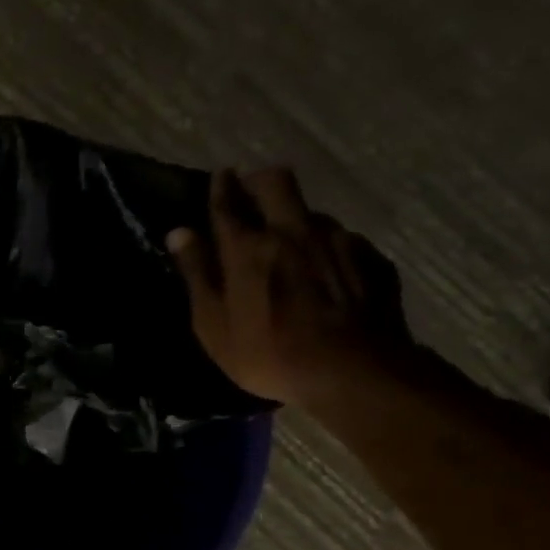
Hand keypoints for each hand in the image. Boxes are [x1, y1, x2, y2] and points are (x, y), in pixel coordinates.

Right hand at [166, 167, 415, 409]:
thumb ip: (197, 274)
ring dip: (295, 220)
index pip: (228, 202)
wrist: (353, 372)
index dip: (220, 187)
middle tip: (251, 194)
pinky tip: (325, 275)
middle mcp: (293, 231)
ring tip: (290, 246)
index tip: (219, 177)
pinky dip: (326, 249)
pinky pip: (342, 240)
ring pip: (311, 212)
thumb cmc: (268, 354)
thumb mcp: (213, 324)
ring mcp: (338, 241)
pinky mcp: (370, 258)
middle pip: (277, 182)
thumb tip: (179, 233)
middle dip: (259, 181)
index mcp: (248, 248)